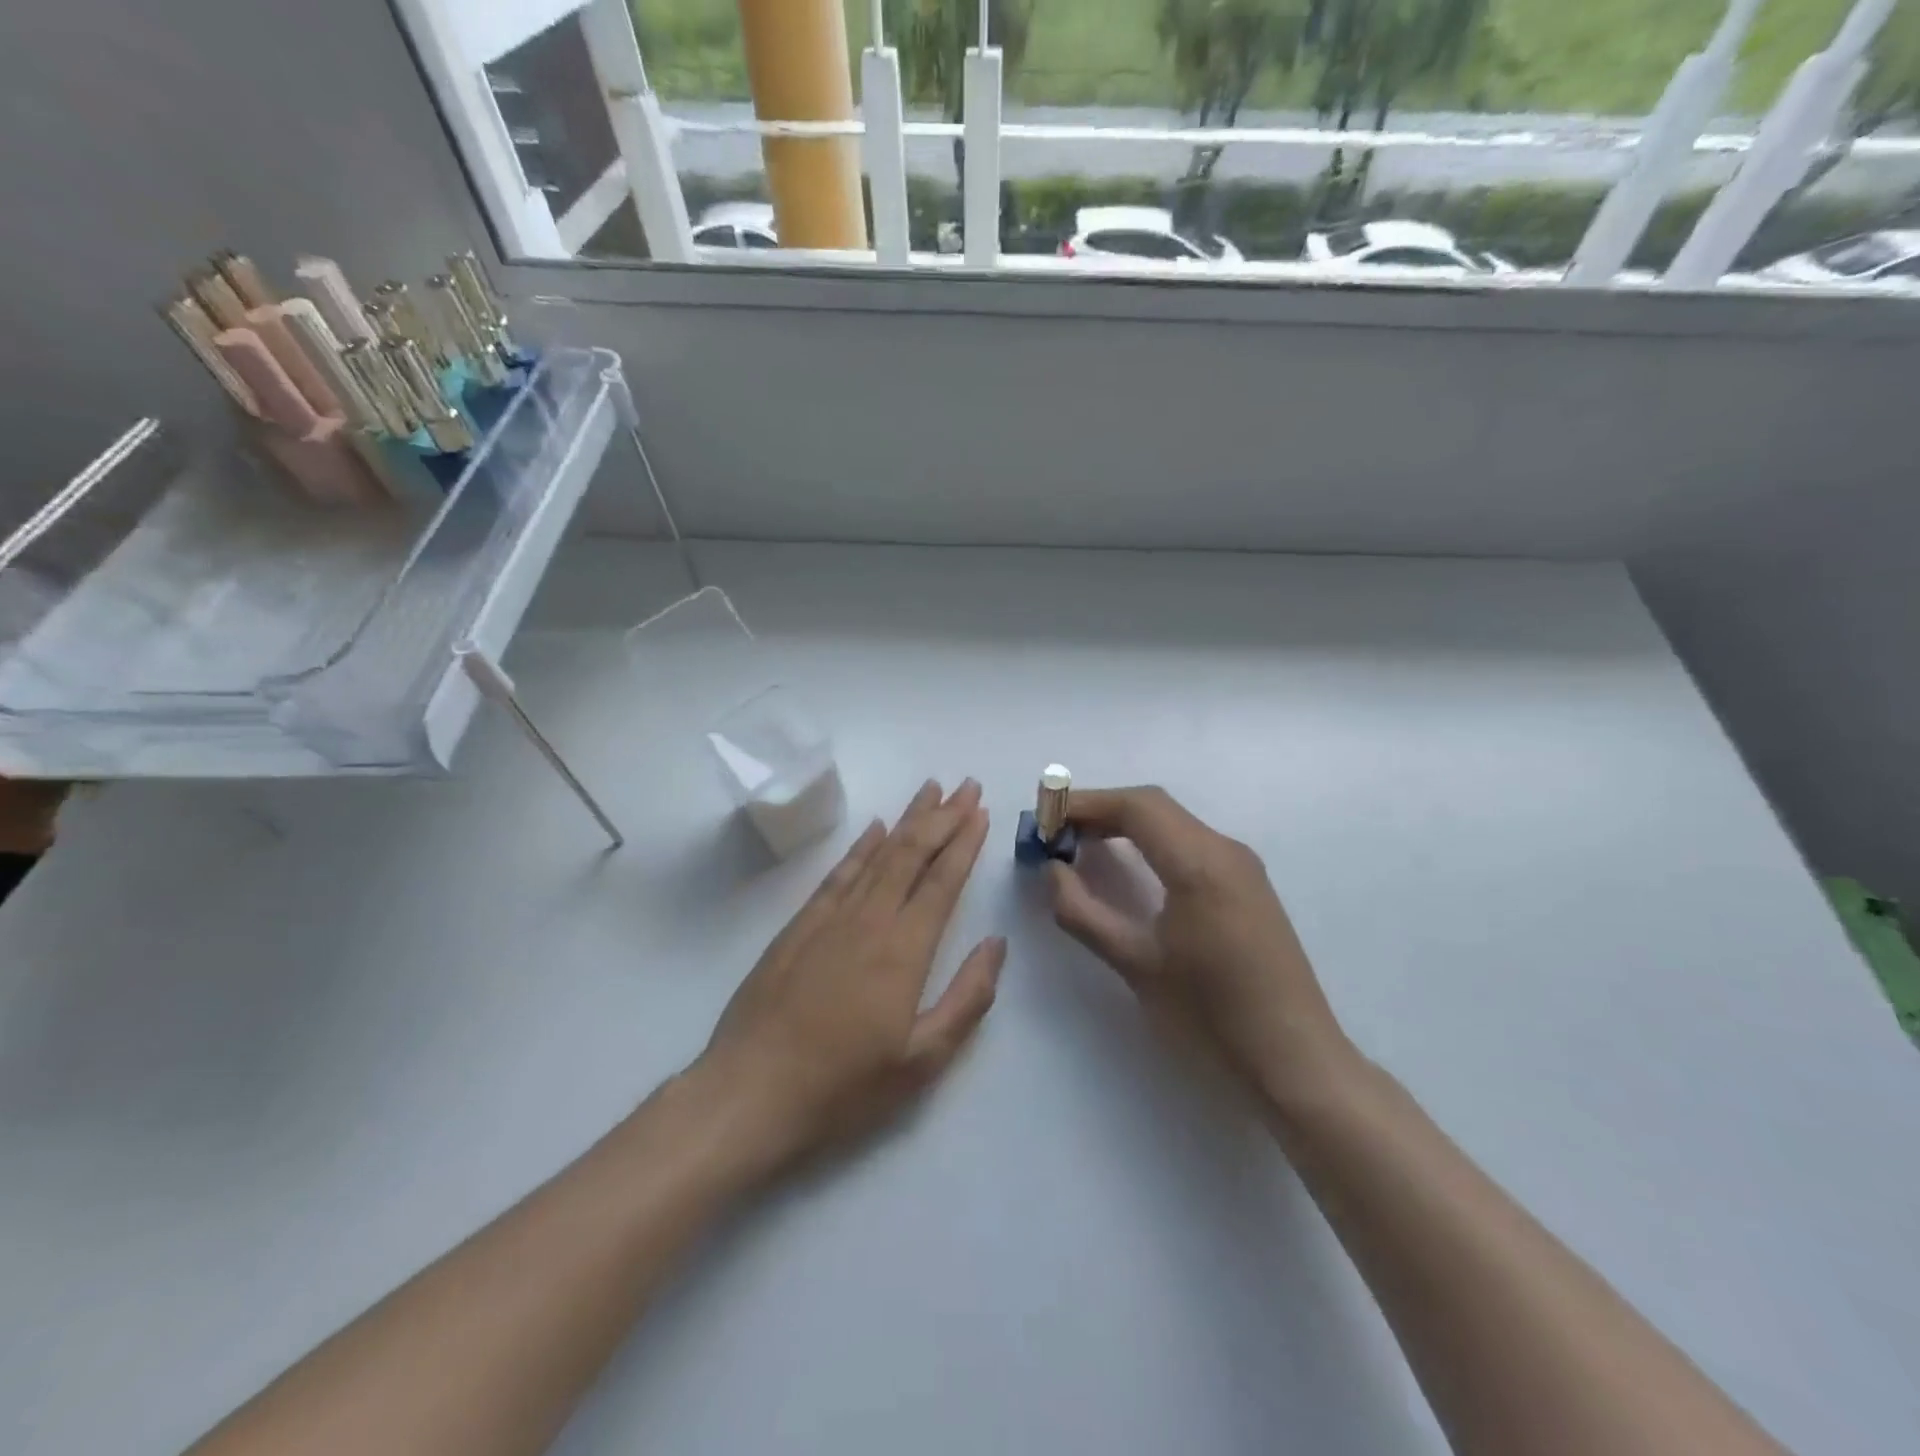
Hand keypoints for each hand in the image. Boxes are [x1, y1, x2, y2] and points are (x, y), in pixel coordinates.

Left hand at [695, 779, 1004, 1177]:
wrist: (749, 1093)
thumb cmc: (843, 1087)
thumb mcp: (922, 1061)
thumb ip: (967, 998)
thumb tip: (995, 944)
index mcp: (904, 950)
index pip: (942, 882)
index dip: (964, 843)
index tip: (981, 811)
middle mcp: (869, 920)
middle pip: (911, 853)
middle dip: (942, 816)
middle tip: (965, 785)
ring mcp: (830, 919)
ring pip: (877, 854)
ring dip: (906, 819)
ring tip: (929, 790)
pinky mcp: (799, 926)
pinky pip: (838, 873)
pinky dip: (860, 845)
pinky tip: (874, 828)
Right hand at [1046, 786, 1356, 1110]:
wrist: (1295, 1060)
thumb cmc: (1211, 1015)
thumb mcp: (1136, 965)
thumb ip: (1083, 912)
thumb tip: (1052, 870)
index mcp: (1200, 863)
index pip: (1136, 806)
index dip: (1085, 804)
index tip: (1044, 821)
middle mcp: (1225, 849)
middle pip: (1154, 806)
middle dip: (1100, 811)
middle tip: (1056, 834)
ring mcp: (1242, 865)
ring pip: (1173, 822)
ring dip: (1125, 824)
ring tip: (1082, 846)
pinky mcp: (1248, 885)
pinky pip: (1190, 843)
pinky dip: (1150, 842)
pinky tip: (1129, 867)